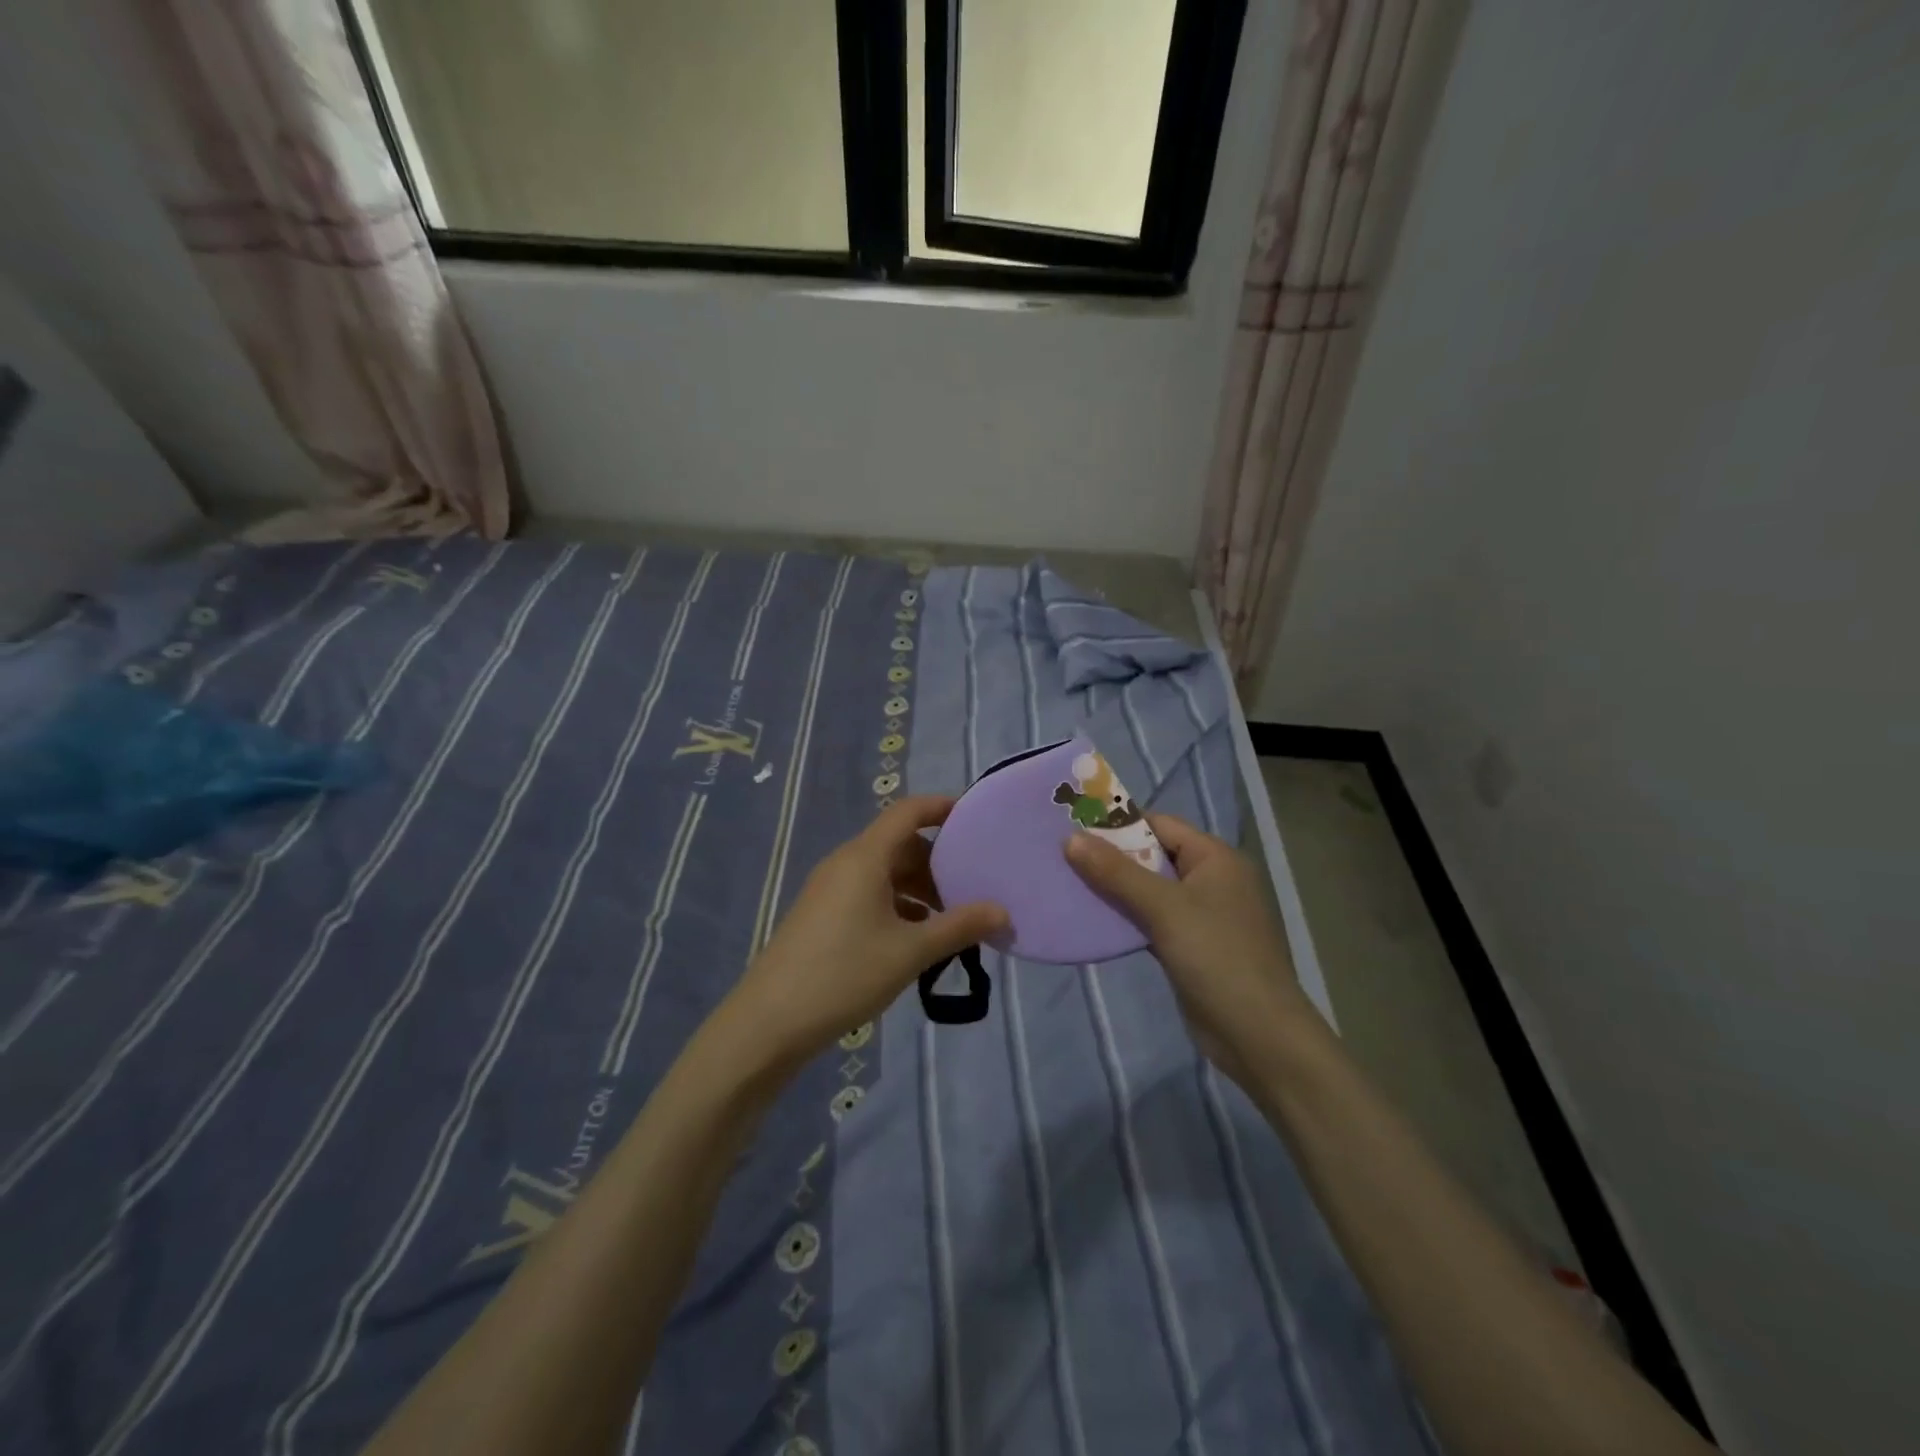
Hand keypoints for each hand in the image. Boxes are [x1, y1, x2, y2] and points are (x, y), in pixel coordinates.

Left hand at [727, 796, 1007, 1066]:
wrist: (769, 1022)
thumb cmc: (844, 974)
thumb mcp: (910, 951)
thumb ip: (959, 927)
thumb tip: (1002, 912)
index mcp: (865, 858)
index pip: (908, 812)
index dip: (941, 807)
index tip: (975, 819)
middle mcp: (845, 863)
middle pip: (899, 844)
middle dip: (937, 861)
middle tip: (972, 887)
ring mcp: (830, 890)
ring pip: (884, 873)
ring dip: (918, 889)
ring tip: (950, 921)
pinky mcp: (822, 915)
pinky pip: (868, 894)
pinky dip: (897, 906)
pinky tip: (916, 940)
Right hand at [1066, 814, 1310, 1085]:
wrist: (1258, 1036)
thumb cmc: (1217, 957)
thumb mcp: (1164, 908)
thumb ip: (1116, 872)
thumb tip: (1070, 838)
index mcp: (1215, 858)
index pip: (1160, 825)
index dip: (1118, 825)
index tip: (1073, 828)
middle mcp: (1211, 879)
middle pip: (1153, 856)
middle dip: (1111, 858)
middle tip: (1063, 857)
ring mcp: (1203, 915)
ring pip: (1150, 890)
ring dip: (1115, 889)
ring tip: (1068, 885)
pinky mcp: (1191, 946)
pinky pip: (1152, 920)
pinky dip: (1126, 918)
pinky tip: (1093, 920)